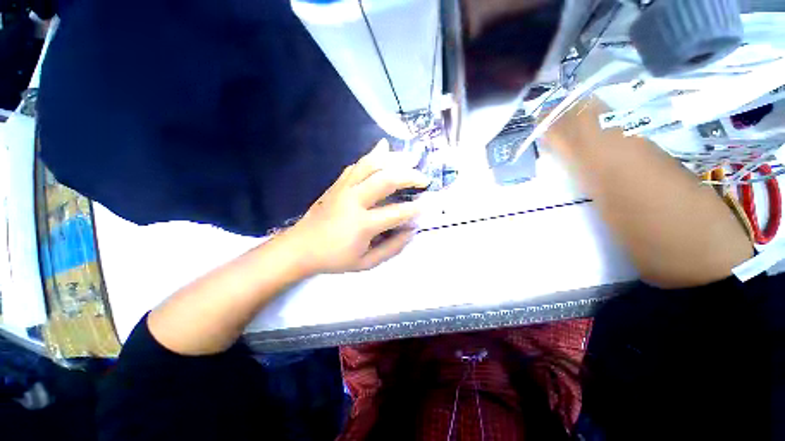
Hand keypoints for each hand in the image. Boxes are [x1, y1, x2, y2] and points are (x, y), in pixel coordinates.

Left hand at [282, 140, 429, 274]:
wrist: (299, 248)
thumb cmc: (334, 258)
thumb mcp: (366, 263)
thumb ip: (392, 248)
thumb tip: (411, 231)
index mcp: (362, 224)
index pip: (396, 213)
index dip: (415, 209)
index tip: (427, 205)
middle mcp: (353, 201)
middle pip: (386, 179)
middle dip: (409, 176)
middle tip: (424, 178)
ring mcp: (343, 189)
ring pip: (370, 165)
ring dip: (393, 159)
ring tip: (409, 158)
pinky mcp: (337, 184)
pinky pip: (357, 165)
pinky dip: (372, 156)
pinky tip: (383, 149)